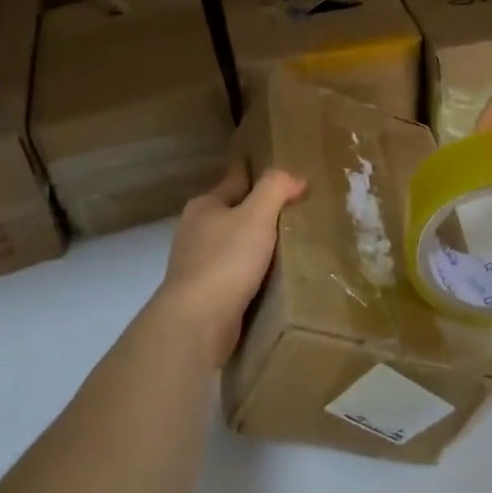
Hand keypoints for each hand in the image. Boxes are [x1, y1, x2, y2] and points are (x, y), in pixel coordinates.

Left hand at [154, 165, 305, 366]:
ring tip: (288, 243)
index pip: (235, 179)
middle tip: (292, 209)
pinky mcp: (204, 293)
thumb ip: (275, 188)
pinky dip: (250, 270)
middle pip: (233, 211)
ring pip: (233, 243)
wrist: (198, 321)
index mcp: (205, 206)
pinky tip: (270, 275)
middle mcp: (195, 230)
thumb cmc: (226, 260)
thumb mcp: (257, 215)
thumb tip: (295, 178)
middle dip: (257, 210)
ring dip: (255, 243)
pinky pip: (234, 272)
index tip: (278, 171)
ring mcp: (196, 263)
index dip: (257, 172)